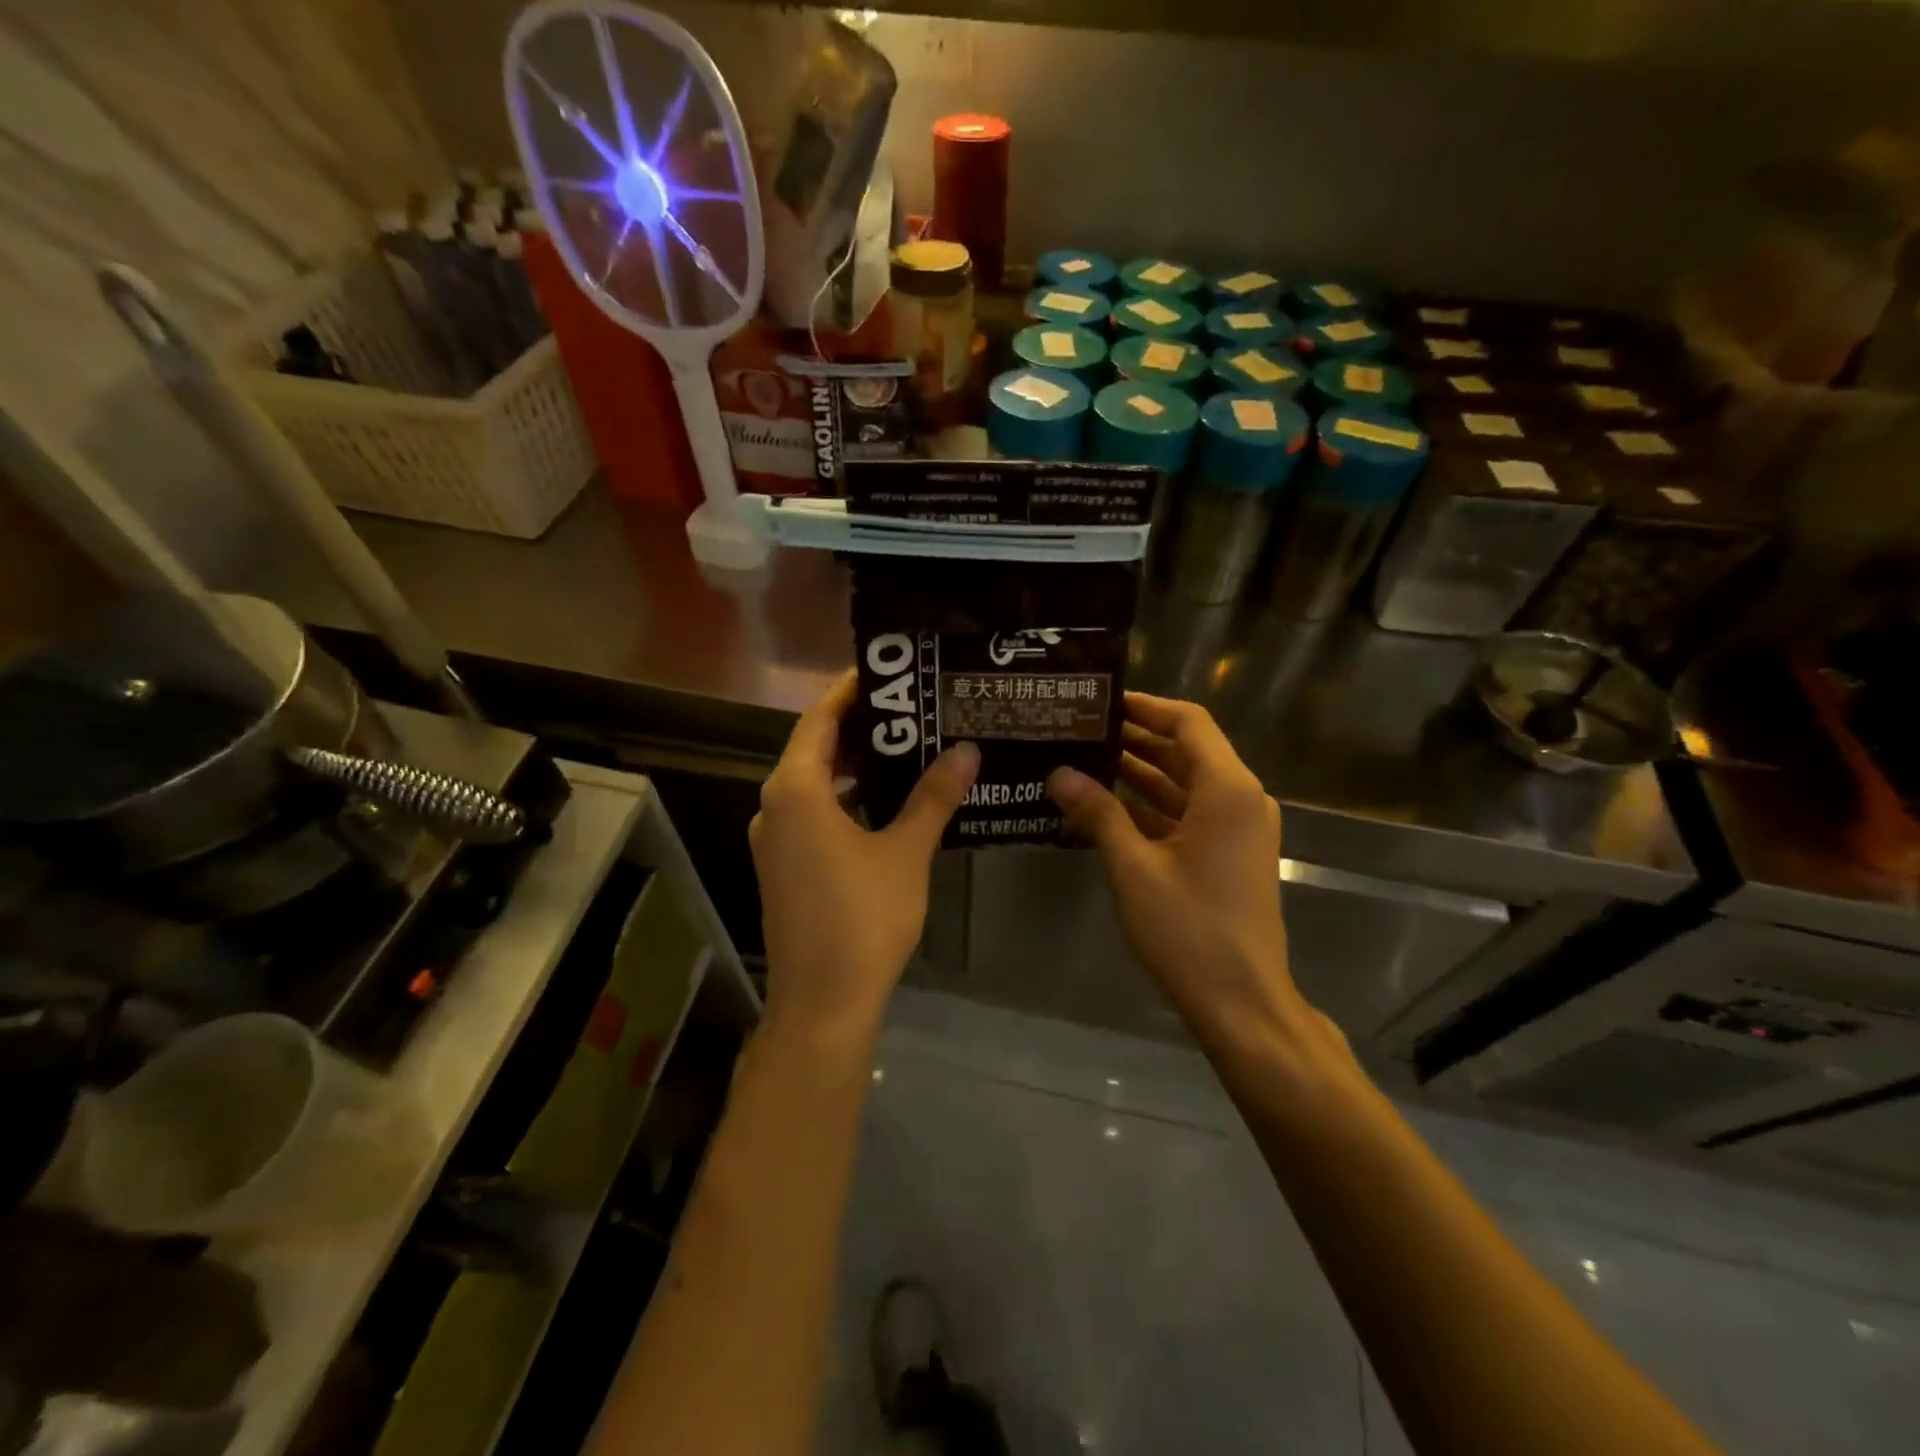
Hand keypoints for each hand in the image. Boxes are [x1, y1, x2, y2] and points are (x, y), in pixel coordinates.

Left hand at [751, 671, 979, 1043]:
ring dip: (854, 765)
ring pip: (814, 784)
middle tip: (910, 708)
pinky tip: (886, 802)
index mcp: (796, 790)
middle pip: (815, 748)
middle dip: (860, 727)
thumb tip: (965, 750)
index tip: (886, 671)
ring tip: (906, 746)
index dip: (850, 691)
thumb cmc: (864, 917)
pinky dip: (845, 798)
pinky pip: (813, 813)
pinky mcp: (783, 866)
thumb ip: (933, 796)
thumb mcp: (906, 851)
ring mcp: (775, 839)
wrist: (824, 1001)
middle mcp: (775, 806)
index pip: (819, 719)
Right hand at [1046, 693, 1320, 1051]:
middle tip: (1083, 729)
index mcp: (1227, 790)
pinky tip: (1108, 806)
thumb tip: (1058, 772)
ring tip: (1087, 758)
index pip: (1188, 722)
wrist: (1241, 1001)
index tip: (1102, 701)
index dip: (1146, 706)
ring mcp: (1238, 829)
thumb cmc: (1189, 930)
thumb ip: (1097, 813)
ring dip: (1142, 772)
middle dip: (1137, 738)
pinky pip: (1189, 814)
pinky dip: (1153, 806)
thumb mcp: (1134, 868)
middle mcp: (1240, 799)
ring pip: (1186, 784)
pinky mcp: (1230, 855)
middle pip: (1187, 750)